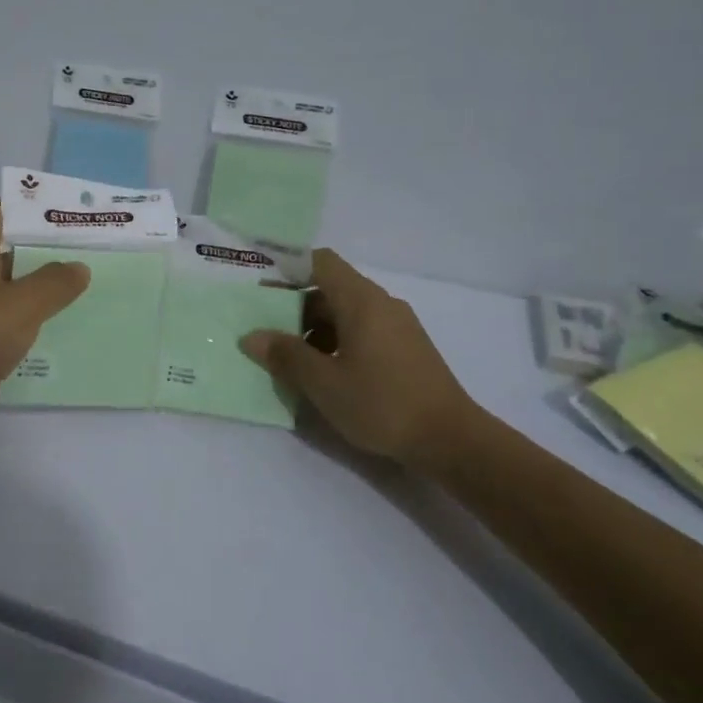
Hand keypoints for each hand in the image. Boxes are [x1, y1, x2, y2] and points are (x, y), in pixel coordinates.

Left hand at [0, 198, 89, 421]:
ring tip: (83, 290)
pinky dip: (26, 319)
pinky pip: (2, 317)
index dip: (36, 208)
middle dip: (47, 249)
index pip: (2, 209)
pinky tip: (54, 329)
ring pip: (8, 285)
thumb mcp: (19, 306)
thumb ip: (53, 283)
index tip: (74, 217)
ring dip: (40, 287)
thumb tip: (78, 266)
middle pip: (9, 247)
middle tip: (90, 254)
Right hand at [242, 249, 479, 468]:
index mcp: (361, 300)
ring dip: (315, 329)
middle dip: (295, 307)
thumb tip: (252, 337)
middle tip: (267, 332)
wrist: (451, 440)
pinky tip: (325, 374)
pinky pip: (363, 331)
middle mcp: (381, 304)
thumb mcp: (323, 383)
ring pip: (346, 313)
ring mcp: (398, 326)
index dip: (288, 268)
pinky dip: (338, 342)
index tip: (262, 289)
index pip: (320, 262)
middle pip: (331, 289)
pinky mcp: (407, 348)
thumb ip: (285, 356)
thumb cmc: (382, 403)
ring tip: (292, 360)